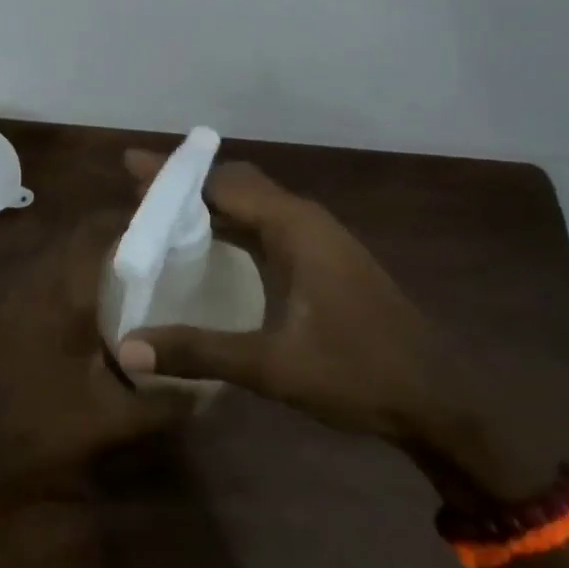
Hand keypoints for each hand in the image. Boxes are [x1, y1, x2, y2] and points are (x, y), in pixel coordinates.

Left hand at [0, 214, 194, 479]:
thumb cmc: (39, 425)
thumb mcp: (109, 420)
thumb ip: (162, 403)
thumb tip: (207, 392)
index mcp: (65, 293)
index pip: (96, 231)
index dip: (129, 217)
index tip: (165, 220)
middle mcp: (39, 281)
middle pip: (79, 236)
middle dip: (117, 234)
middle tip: (157, 247)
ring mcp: (18, 295)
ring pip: (62, 255)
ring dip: (94, 254)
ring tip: (135, 271)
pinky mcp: (7, 312)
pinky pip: (48, 277)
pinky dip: (75, 276)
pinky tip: (97, 306)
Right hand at [116, 152, 553, 496]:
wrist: (440, 402)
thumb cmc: (359, 374)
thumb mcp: (273, 367)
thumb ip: (199, 351)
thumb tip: (128, 350)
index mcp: (296, 227)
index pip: (222, 184)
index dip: (173, 176)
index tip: (130, 165)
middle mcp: (306, 220)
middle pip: (236, 183)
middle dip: (187, 184)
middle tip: (138, 192)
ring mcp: (320, 239)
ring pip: (254, 203)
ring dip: (209, 203)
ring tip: (162, 213)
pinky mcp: (325, 260)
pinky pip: (267, 225)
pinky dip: (231, 225)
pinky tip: (211, 245)